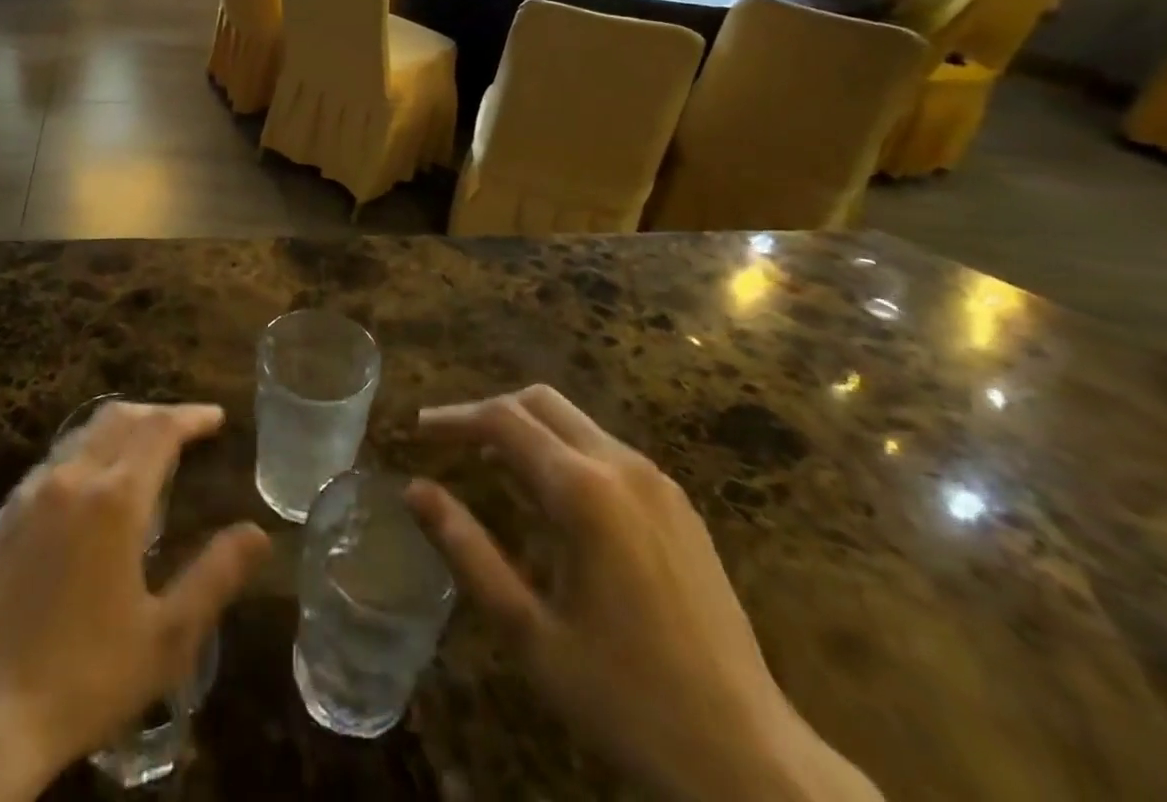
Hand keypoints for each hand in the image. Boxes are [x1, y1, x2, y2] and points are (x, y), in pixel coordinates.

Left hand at [0, 402, 270, 801]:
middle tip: (185, 430)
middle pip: (119, 418)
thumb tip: (258, 533)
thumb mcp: (167, 637)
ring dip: (119, 431)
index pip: (160, 429)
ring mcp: (26, 495)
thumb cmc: (86, 679)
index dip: (191, 416)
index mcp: (114, 498)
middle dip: (157, 415)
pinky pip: (49, 465)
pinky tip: (87, 494)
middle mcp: (69, 478)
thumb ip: (216, 576)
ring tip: (142, 454)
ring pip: (80, 435)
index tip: (216, 418)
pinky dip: (82, 457)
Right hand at [408, 387, 879, 801]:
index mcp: (584, 491)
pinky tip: (550, 500)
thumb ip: (466, 551)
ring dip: (526, 430)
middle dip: (488, 413)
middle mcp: (622, 467)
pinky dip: (562, 451)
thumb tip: (413, 490)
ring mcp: (658, 483)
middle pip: (539, 402)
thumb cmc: (626, 699)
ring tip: (489, 469)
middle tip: (450, 444)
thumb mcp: (528, 632)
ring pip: (574, 422)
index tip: (417, 431)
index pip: (502, 420)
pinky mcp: (679, 506)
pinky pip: (605, 450)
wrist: (753, 763)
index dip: (454, 418)